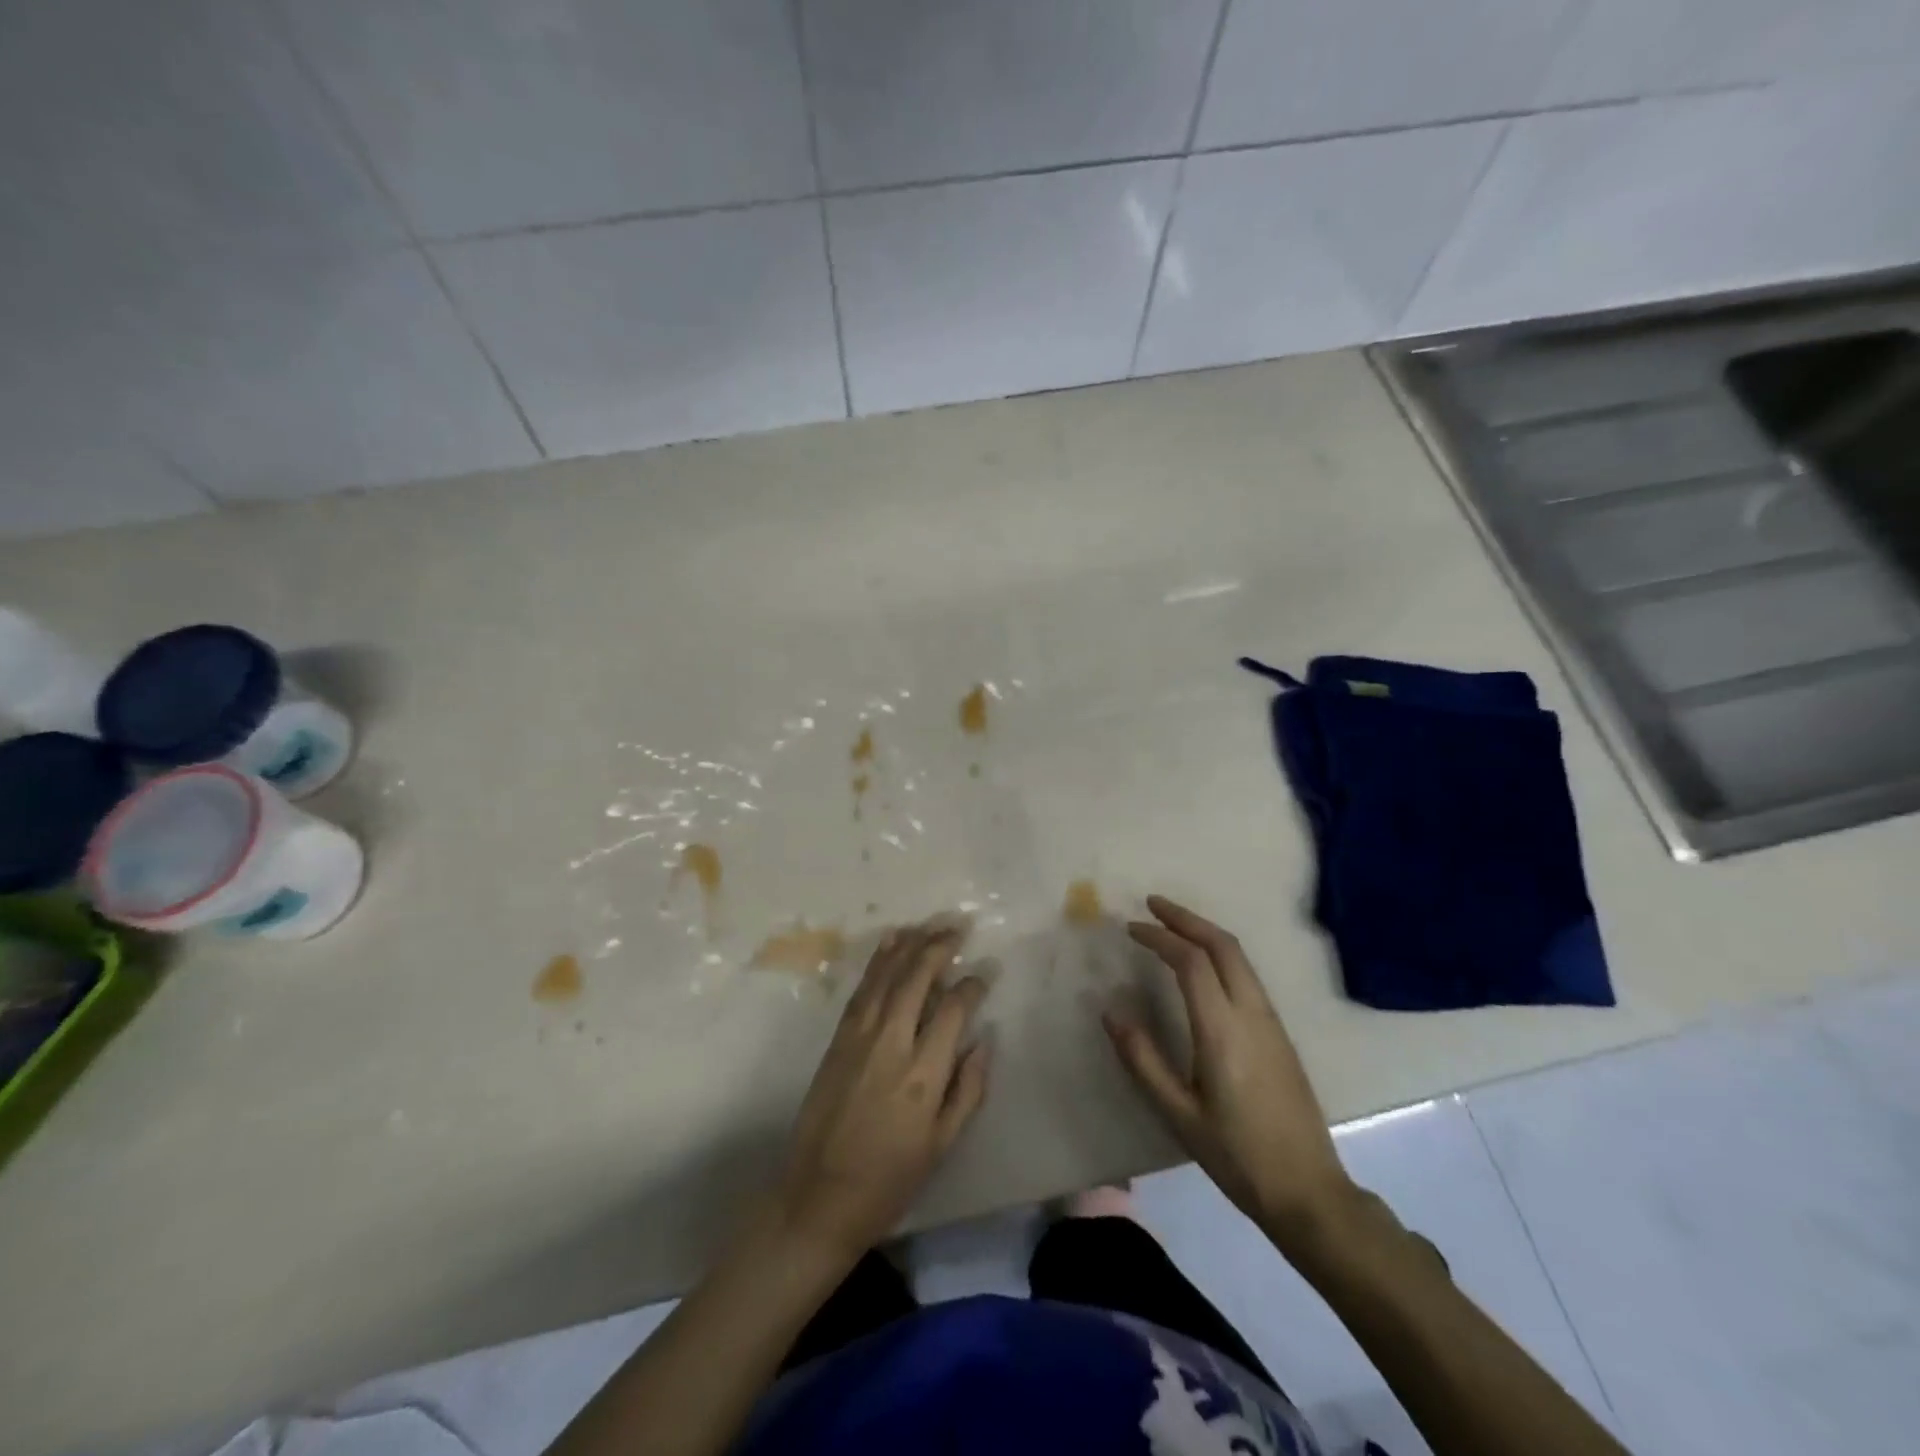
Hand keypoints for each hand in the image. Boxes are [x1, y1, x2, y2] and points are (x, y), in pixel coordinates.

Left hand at [775, 923, 990, 1260]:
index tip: (986, 972)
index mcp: (923, 1075)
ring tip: (929, 924)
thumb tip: (983, 1041)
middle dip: (940, 947)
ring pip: (887, 976)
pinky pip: (862, 989)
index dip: (973, 984)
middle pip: (918, 979)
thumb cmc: (888, 1180)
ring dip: (909, 945)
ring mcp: (859, 1037)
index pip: (954, 1009)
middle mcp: (891, 1044)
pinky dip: (878, 961)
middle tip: (959, 928)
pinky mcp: (837, 1039)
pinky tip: (890, 944)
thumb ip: (968, 1090)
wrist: (817, 1197)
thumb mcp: (941, 1146)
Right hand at [1104, 895, 1356, 1242]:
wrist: (1308, 1190)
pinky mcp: (1279, 1033)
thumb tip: (1111, 1012)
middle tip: (1152, 904)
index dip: (1159, 937)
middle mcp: (1251, 1013)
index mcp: (1222, 1030)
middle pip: (1222, 945)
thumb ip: (1143, 1059)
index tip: (1131, 928)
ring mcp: (1271, 1021)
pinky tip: (1202, 964)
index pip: (1190, 961)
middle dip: (1186, 918)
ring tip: (1172, 925)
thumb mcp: (1178, 1114)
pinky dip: (1220, 953)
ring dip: (1204, 932)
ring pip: (1239, 956)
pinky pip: (1247, 974)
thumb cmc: (1237, 1155)